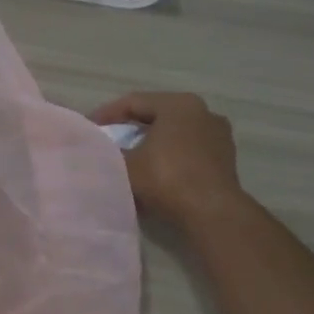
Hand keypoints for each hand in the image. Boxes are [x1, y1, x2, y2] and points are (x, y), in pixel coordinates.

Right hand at [91, 91, 242, 227]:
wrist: (210, 212)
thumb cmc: (166, 179)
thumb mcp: (126, 165)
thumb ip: (109, 152)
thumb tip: (97, 150)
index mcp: (178, 105)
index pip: (134, 102)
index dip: (107, 114)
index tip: (89, 127)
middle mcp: (202, 111)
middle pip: (156, 114)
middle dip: (129, 126)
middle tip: (107, 138)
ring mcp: (217, 134)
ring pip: (174, 132)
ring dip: (151, 141)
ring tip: (130, 155)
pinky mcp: (224, 157)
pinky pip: (188, 149)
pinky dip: (169, 155)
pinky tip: (155, 170)